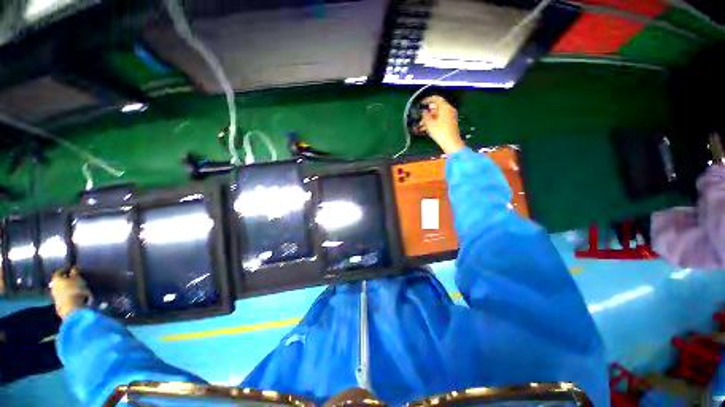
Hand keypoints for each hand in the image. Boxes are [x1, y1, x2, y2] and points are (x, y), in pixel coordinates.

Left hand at [50, 267, 91, 318]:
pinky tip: (73, 296)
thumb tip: (73, 268)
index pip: (60, 271)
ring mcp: (55, 296)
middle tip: (73, 279)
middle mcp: (53, 286)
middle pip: (59, 281)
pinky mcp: (59, 304)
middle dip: (65, 280)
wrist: (72, 308)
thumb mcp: (78, 278)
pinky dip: (67, 295)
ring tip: (75, 288)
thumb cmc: (75, 289)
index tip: (72, 268)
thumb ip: (75, 273)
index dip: (66, 269)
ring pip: (60, 290)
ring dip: (66, 288)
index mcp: (56, 279)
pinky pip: (63, 297)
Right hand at [420, 95, 465, 154]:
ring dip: (428, 119)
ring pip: (437, 115)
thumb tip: (424, 111)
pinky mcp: (450, 123)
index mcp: (445, 107)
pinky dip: (433, 122)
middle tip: (419, 118)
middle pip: (436, 108)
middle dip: (427, 113)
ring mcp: (450, 117)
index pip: (436, 99)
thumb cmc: (440, 132)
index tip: (421, 103)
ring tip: (420, 126)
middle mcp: (449, 110)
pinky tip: (426, 129)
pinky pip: (440, 120)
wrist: (451, 143)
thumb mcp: (429, 124)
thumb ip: (425, 115)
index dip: (427, 100)